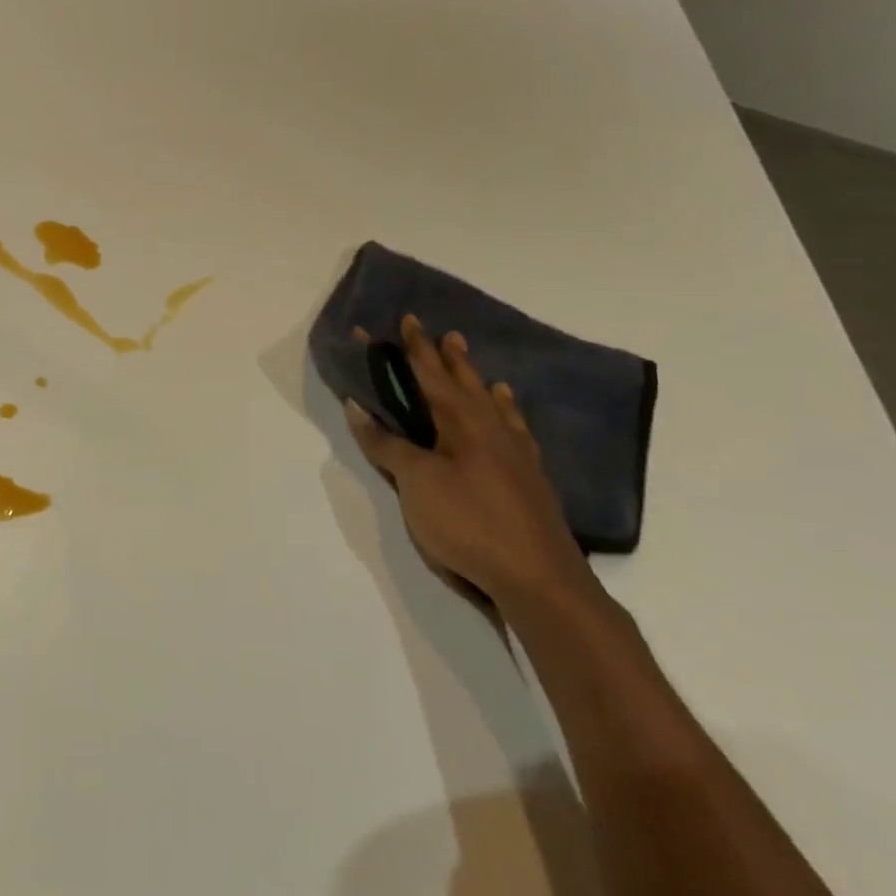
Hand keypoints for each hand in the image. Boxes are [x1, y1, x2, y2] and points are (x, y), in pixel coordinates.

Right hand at [344, 315, 590, 609]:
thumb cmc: (467, 522)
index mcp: (461, 422)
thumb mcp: (415, 482)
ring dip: (479, 382)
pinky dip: (508, 416)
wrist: (538, 577)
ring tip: (478, 367)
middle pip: (465, 384)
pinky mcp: (530, 479)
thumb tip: (357, 406)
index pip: (430, 374)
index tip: (407, 319)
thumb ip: (386, 444)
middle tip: (443, 332)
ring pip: (494, 405)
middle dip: (448, 358)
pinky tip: (510, 419)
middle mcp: (491, 428)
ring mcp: (516, 454)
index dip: (415, 348)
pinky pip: (516, 431)